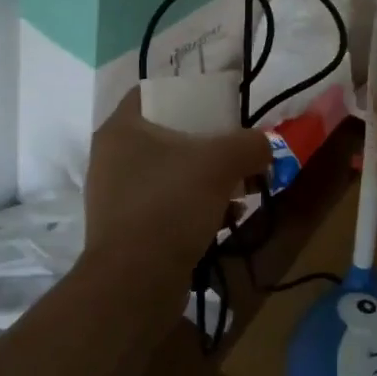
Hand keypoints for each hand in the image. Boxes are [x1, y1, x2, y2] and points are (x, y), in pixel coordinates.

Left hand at [83, 90, 271, 279]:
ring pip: (169, 173)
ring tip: (239, 189)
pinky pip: (166, 206)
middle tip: (235, 150)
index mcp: (121, 128)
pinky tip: (224, 220)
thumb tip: (265, 146)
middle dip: (205, 143)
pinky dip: (194, 208)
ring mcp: (114, 197)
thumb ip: (250, 144)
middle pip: (166, 134)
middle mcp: (111, 158)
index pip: (151, 91)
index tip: (216, 103)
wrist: (135, 284)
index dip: (185, 92)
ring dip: (204, 179)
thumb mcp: (222, 162)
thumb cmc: (171, 204)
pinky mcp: (125, 231)